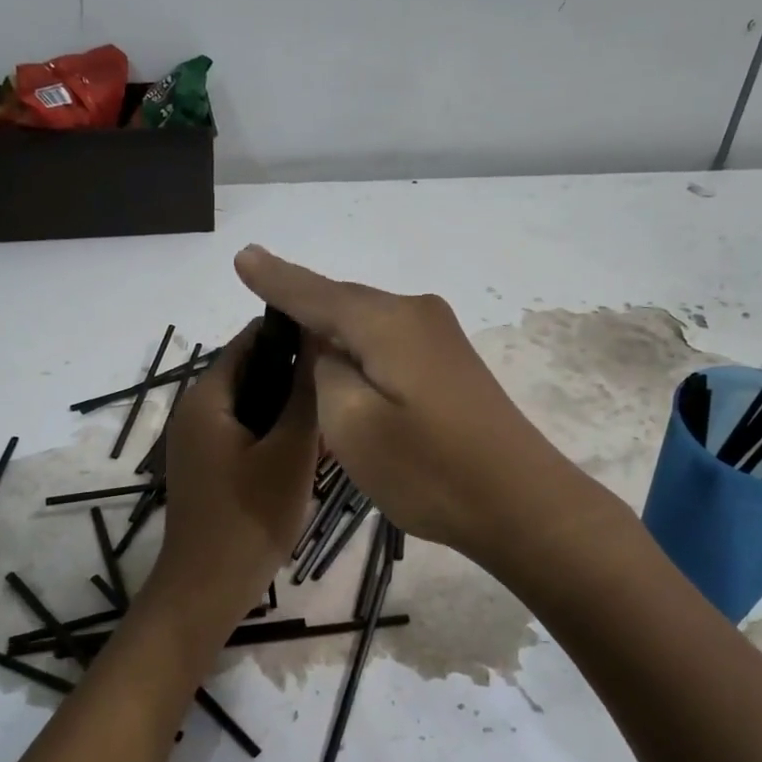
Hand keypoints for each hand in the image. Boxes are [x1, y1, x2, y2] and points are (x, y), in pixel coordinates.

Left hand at [147, 320, 320, 634]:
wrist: (206, 591)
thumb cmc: (249, 518)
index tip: (337, 338)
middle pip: (252, 371)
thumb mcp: (289, 452)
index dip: (293, 332)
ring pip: (253, 404)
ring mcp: (199, 441)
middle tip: (344, 381)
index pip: (250, 339)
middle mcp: (196, 410)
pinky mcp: (209, 466)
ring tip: (335, 412)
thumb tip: (320, 340)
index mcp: (207, 397)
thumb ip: (305, 394)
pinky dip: (276, 432)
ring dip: (290, 406)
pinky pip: (247, 432)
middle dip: (296, 373)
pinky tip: (311, 448)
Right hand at [234, 245, 584, 563]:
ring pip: (367, 323)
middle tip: (260, 310)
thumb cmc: (428, 470)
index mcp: (387, 322)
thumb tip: (329, 348)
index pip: (315, 293)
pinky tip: (345, 363)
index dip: (276, 279)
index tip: (242, 258)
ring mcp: (440, 337)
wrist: (519, 503)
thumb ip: (326, 372)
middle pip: (343, 303)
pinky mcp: (450, 363)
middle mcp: (416, 314)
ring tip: (292, 337)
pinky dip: (360, 349)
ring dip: (332, 330)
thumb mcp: (352, 425)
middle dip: (302, 305)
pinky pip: (388, 341)